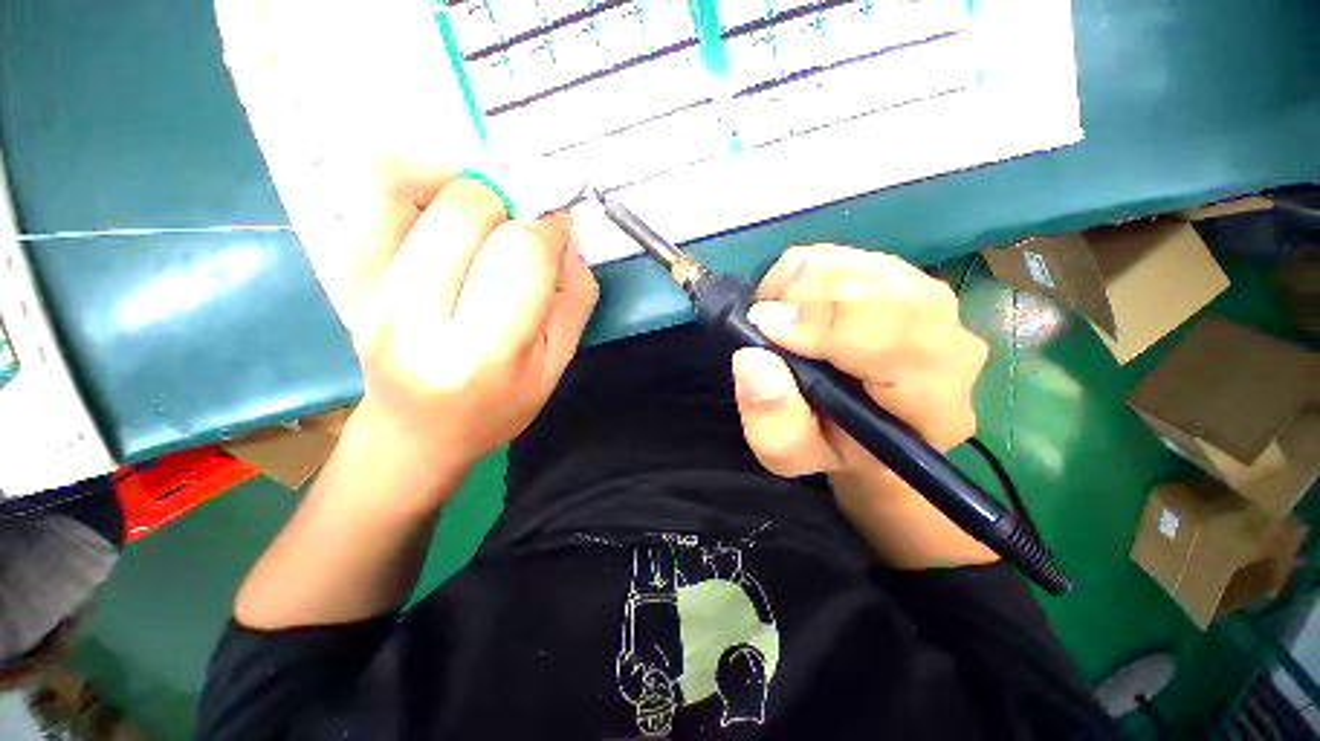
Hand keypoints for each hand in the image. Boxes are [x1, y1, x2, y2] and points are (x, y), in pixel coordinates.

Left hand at [345, 178, 598, 507]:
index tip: (560, 233)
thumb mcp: (555, 368)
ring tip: (483, 210)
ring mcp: (367, 291)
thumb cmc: (496, 408)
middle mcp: (414, 316)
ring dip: (458, 182)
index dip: (551, 229)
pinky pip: (365, 193)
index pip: (522, 254)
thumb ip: (574, 302)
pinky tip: (439, 203)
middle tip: (522, 232)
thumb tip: (568, 240)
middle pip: (466, 210)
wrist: (415, 433)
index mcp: (483, 352)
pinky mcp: (344, 275)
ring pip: (403, 185)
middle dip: (511, 208)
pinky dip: (408, 176)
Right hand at [731, 245, 993, 566]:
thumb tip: (752, 358)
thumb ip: (774, 423)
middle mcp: (948, 339)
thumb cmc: (834, 445)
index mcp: (934, 400)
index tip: (762, 324)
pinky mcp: (899, 273)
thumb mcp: (794, 455)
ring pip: (852, 264)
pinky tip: (795, 306)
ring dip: (797, 287)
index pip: (898, 340)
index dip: (824, 324)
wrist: (867, 425)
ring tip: (779, 322)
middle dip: (801, 299)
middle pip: (874, 288)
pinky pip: (839, 254)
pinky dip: (801, 274)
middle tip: (763, 325)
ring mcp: (926, 297)